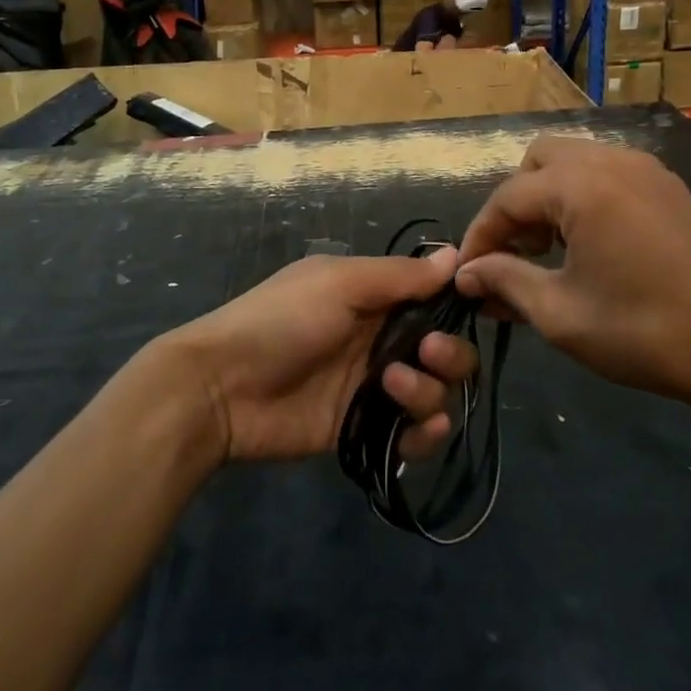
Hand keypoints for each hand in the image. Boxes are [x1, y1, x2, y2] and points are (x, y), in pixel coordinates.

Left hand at [155, 250, 479, 462]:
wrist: (221, 388)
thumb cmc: (281, 320)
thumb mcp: (338, 282)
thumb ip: (398, 276)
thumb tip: (455, 255)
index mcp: (375, 297)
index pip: (435, 300)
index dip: (456, 307)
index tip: (468, 310)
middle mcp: (381, 339)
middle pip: (445, 350)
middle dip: (450, 354)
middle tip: (428, 354)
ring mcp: (374, 387)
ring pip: (435, 391)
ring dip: (428, 391)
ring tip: (390, 389)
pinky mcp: (365, 428)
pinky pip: (413, 434)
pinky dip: (425, 434)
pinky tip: (418, 430)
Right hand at [455, 137, 690, 412]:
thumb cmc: (645, 332)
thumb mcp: (561, 313)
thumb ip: (505, 281)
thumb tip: (467, 273)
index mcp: (581, 185)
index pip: (507, 198)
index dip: (480, 236)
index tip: (467, 274)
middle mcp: (610, 160)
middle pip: (537, 162)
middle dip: (514, 206)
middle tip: (511, 255)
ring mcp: (644, 168)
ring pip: (572, 162)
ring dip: (547, 199)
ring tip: (545, 253)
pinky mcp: (667, 185)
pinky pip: (605, 173)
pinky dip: (581, 198)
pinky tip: (587, 246)